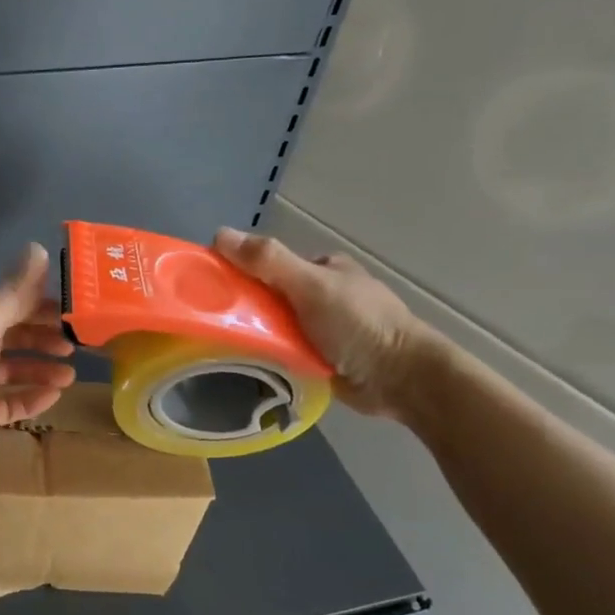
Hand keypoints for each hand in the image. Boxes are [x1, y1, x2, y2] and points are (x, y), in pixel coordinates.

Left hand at [0, 244, 76, 487]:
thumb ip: (13, 292)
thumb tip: (39, 248)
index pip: (4, 301)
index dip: (39, 304)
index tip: (73, 311)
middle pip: (9, 334)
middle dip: (42, 337)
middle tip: (75, 345)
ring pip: (10, 369)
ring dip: (40, 369)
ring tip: (70, 376)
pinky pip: (6, 402)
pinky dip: (29, 398)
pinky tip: (54, 397)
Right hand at [213, 228, 440, 420]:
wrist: (402, 380)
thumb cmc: (359, 324)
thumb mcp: (310, 285)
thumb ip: (268, 261)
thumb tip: (219, 234)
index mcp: (324, 268)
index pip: (270, 263)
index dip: (241, 271)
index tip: (212, 289)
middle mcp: (323, 295)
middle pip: (270, 296)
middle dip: (247, 309)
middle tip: (217, 326)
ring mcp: (324, 328)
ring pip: (276, 326)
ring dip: (257, 336)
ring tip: (226, 348)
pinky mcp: (324, 358)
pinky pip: (286, 352)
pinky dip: (271, 357)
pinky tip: (251, 365)